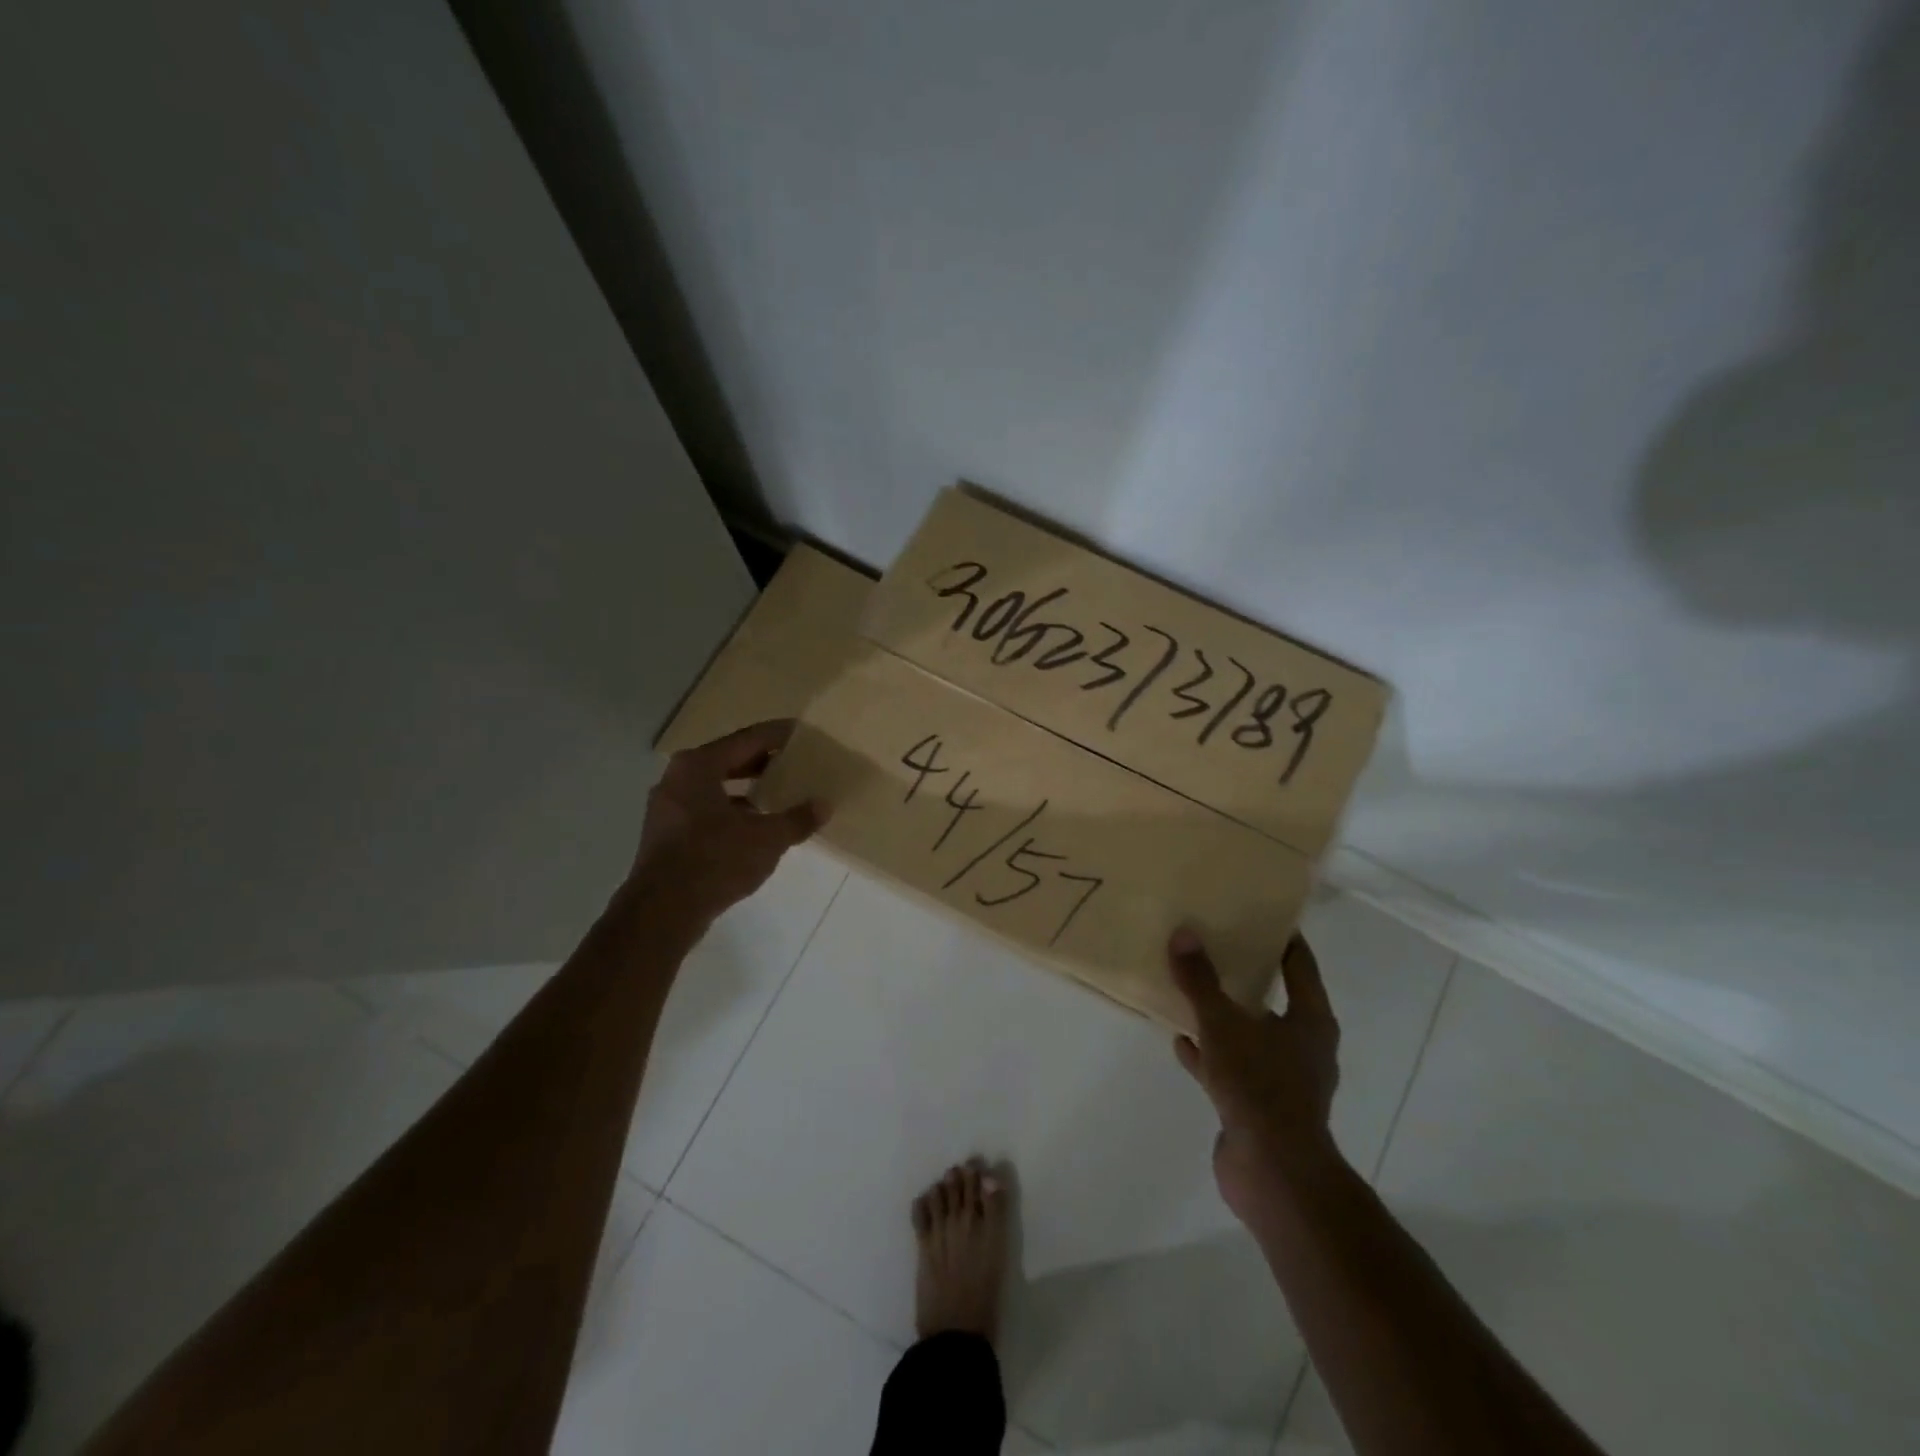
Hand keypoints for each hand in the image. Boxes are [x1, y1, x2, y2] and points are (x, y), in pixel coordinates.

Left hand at [630, 720, 821, 924]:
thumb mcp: (766, 839)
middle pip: (730, 759)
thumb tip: (824, 805)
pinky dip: (731, 810)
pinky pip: (706, 808)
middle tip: (797, 762)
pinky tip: (755, 826)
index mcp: (699, 766)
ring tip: (781, 794)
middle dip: (764, 762)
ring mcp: (668, 806)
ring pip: (716, 786)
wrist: (662, 912)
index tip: (803, 733)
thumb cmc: (714, 860)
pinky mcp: (666, 833)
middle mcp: (678, 778)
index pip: (748, 739)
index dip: (778, 735)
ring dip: (748, 788)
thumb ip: (797, 819)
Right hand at [1170, 927, 1342, 1222]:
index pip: (1299, 963)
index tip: (1256, 913)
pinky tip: (1181, 1041)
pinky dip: (1209, 1053)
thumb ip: (1201, 981)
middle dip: (1245, 974)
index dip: (1281, 937)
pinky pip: (1231, 1066)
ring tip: (1191, 989)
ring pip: (1250, 1033)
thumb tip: (1183, 933)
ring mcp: (1282, 1078)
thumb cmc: (1260, 1086)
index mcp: (1310, 1019)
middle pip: (1274, 997)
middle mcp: (1303, 1045)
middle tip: (1213, 945)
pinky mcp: (1260, 1105)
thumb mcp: (1223, 1025)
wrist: (1274, 1173)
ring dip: (1224, 1015)